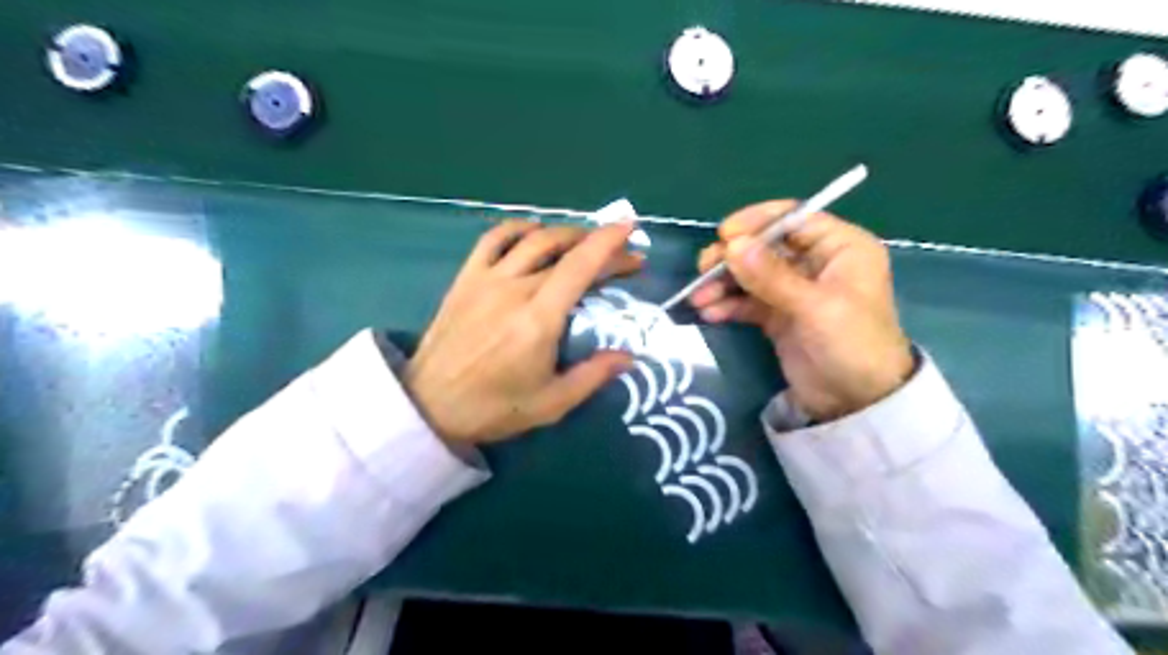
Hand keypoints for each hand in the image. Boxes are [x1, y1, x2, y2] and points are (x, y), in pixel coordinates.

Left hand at [399, 220, 638, 444]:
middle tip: (620, 254)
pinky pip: (493, 239)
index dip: (608, 243)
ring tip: (585, 241)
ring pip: (533, 238)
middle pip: (564, 251)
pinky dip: (519, 228)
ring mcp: (487, 279)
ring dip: (566, 233)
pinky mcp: (466, 278)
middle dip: (598, 245)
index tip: (630, 229)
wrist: (430, 405)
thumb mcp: (552, 403)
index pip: (580, 267)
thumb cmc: (494, 408)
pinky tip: (535, 233)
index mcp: (539, 319)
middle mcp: (515, 289)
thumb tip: (629, 356)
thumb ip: (593, 376)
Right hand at [686, 202, 917, 422]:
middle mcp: (816, 262)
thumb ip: (771, 276)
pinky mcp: (778, 315)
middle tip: (704, 270)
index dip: (757, 223)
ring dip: (724, 283)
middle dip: (733, 258)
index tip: (724, 235)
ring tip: (699, 297)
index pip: (793, 219)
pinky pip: (747, 301)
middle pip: (765, 246)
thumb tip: (732, 244)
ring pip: (751, 274)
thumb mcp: (815, 307)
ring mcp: (794, 290)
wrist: (857, 403)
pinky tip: (710, 313)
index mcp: (840, 247)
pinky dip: (728, 305)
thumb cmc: (851, 344)